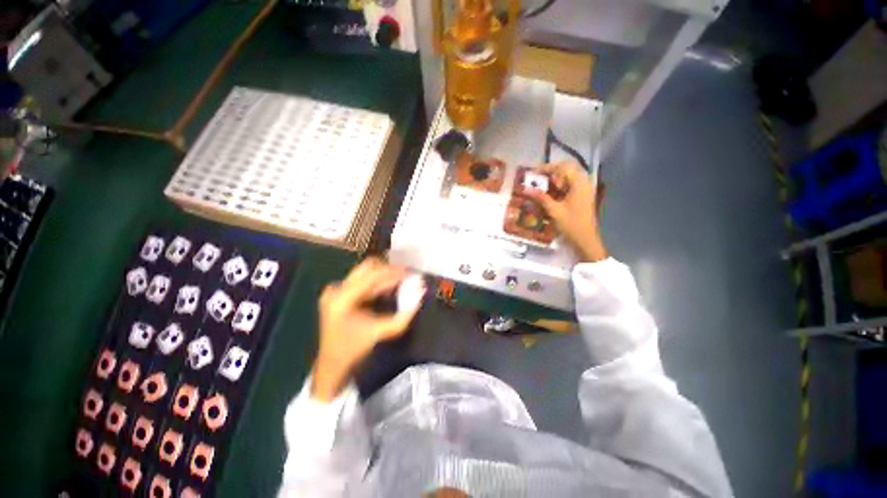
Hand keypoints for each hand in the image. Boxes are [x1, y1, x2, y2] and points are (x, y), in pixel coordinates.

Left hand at [312, 258, 424, 401]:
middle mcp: (336, 289)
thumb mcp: (382, 332)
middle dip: (389, 269)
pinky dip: (376, 283)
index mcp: (343, 298)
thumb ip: (404, 315)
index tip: (410, 273)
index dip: (394, 272)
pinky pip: (361, 281)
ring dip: (383, 276)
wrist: (331, 365)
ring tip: (399, 282)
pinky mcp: (337, 294)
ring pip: (365, 272)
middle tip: (405, 275)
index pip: (373, 274)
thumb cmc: (355, 350)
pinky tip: (388, 289)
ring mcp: (334, 291)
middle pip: (367, 267)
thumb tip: (421, 294)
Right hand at [527, 161, 606, 261]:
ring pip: (569, 177)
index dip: (548, 167)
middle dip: (552, 172)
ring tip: (542, 186)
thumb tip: (526, 189)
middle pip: (568, 169)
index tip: (534, 171)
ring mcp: (584, 189)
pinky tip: (550, 193)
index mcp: (579, 184)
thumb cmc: (571, 224)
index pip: (563, 167)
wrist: (585, 239)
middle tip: (537, 179)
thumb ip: (541, 197)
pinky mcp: (582, 196)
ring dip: (555, 179)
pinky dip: (560, 186)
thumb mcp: (554, 211)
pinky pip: (570, 185)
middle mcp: (584, 183)